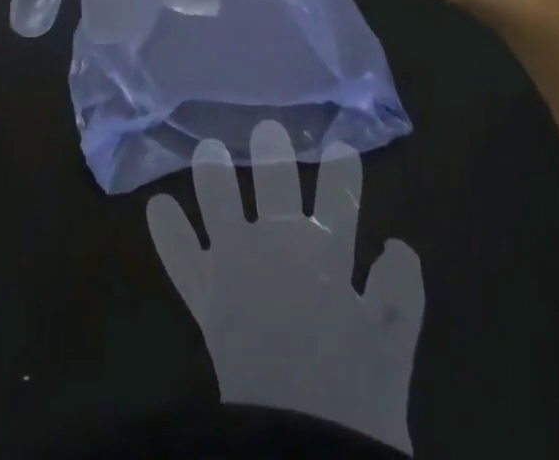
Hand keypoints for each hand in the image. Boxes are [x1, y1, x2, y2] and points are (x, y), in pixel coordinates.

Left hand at [146, 122, 422, 453]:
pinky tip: (157, 206)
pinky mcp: (206, 296)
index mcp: (327, 252)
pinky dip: (168, 233)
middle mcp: (279, 243)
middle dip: (272, 154)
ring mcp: (236, 264)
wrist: (301, 441)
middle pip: (275, 182)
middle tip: (267, 129)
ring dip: (213, 175)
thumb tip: (398, 245)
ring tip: (208, 150)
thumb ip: (401, 292)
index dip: (341, 170)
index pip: (339, 196)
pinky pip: (181, 258)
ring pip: (220, 202)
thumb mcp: (394, 346)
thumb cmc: (356, 396)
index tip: (341, 147)